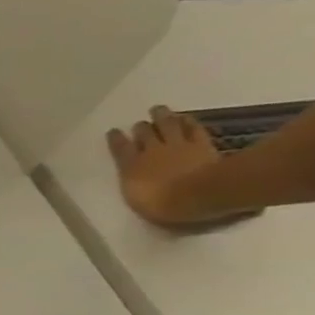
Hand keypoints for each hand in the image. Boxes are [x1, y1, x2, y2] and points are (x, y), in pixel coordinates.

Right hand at [106, 106, 239, 225]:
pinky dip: (187, 122)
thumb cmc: (163, 205)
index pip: (120, 150)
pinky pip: (193, 130)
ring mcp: (177, 146)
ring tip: (158, 110)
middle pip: (145, 135)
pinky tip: (185, 117)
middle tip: (140, 121)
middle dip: (141, 127)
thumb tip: (135, 183)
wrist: (199, 195)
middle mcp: (151, 152)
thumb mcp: (138, 200)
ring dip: (162, 117)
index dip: (116, 140)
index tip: (113, 131)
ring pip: (167, 127)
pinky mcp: (201, 145)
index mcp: (131, 167)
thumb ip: (135, 187)